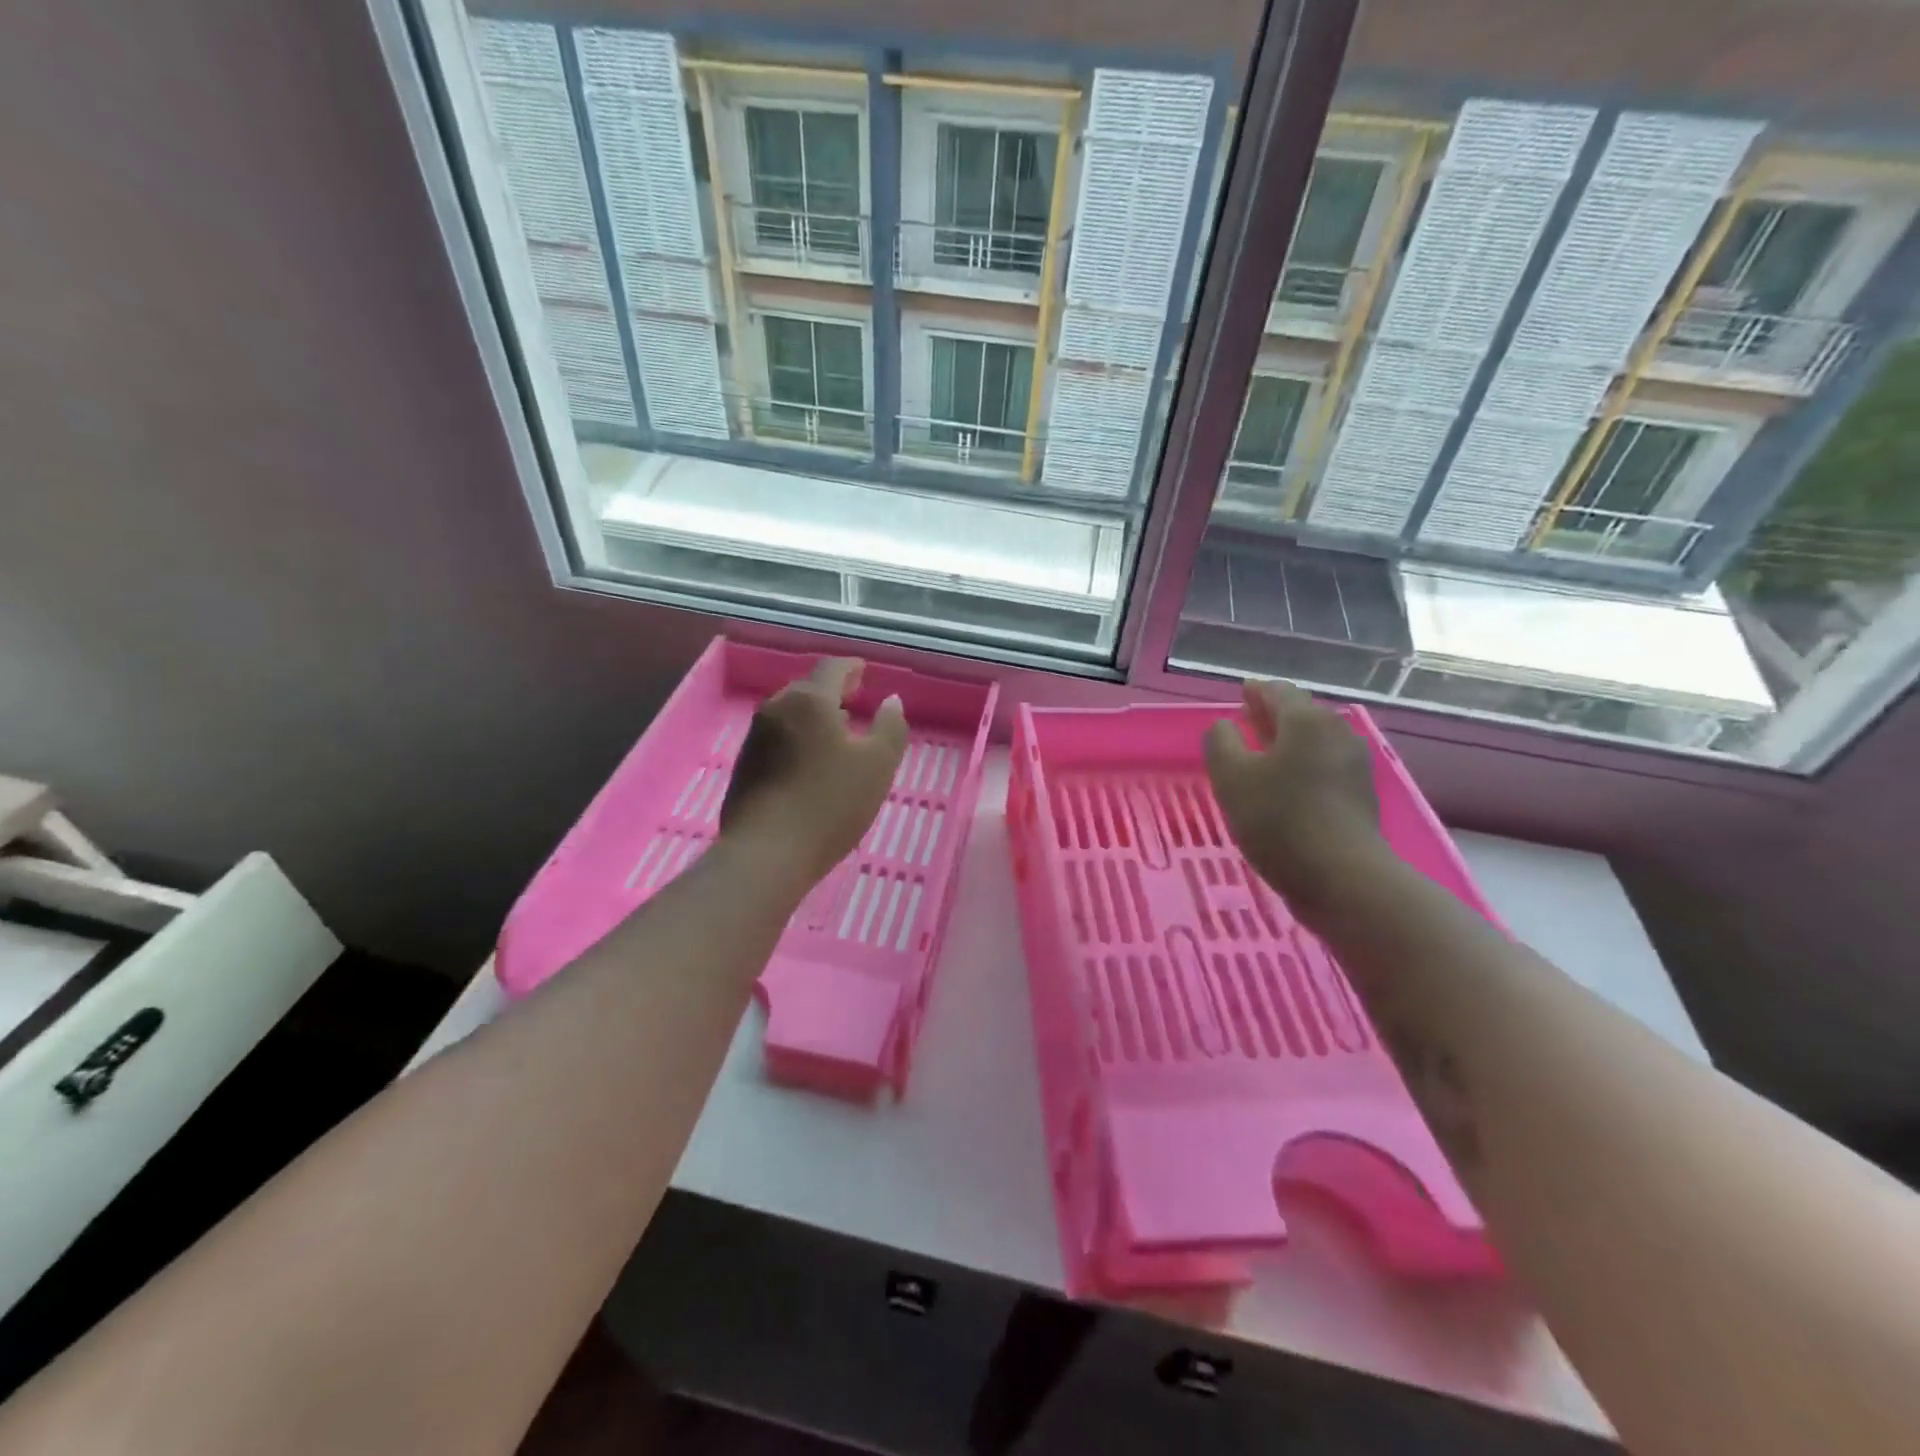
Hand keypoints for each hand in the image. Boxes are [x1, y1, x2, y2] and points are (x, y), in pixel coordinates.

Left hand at [718, 658, 908, 892]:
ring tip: (835, 731)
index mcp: (810, 700)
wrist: (765, 853)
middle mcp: (777, 708)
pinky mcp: (744, 766)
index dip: (851, 668)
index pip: (832, 668)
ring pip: (790, 714)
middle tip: (853, 699)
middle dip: (831, 691)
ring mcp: (755, 737)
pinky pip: (777, 738)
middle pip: (807, 688)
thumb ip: (890, 728)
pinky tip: (809, 762)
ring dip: (813, 716)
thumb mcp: (877, 766)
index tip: (864, 672)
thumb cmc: (829, 804)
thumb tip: (891, 701)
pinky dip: (797, 738)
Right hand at [1204, 679, 1385, 922]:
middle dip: (1273, 715)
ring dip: (1288, 741)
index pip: (1278, 692)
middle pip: (1301, 713)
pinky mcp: (1361, 795)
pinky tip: (1287, 784)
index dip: (1256, 691)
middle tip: (1247, 720)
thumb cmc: (1279, 820)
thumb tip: (1225, 726)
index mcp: (1306, 720)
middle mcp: (1337, 732)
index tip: (1241, 692)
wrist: (1342, 878)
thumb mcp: (1231, 777)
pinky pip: (1325, 766)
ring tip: (1263, 754)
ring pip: (1314, 741)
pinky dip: (1303, 764)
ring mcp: (1355, 764)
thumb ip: (1220, 742)